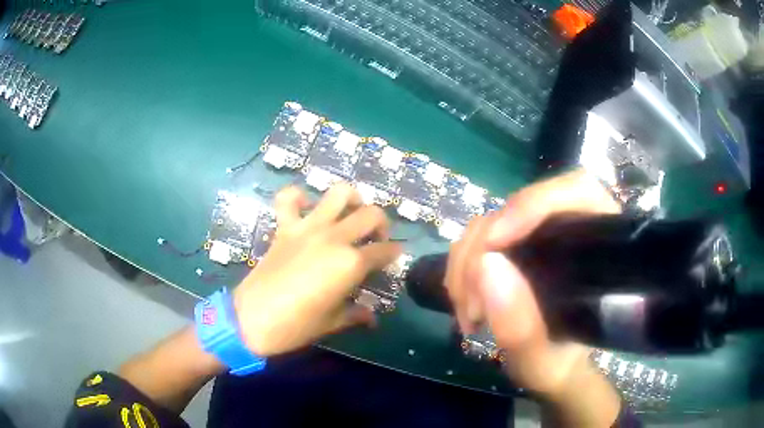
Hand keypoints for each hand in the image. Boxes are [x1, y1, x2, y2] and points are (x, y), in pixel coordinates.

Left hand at [233, 184, 401, 356]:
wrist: (252, 319)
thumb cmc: (296, 326)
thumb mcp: (332, 323)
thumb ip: (356, 314)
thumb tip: (372, 318)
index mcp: (350, 264)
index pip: (385, 251)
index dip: (394, 254)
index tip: (393, 258)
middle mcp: (334, 238)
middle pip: (371, 214)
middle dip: (381, 224)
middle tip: (375, 239)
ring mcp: (308, 228)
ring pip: (339, 193)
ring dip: (351, 199)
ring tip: (349, 214)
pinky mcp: (284, 227)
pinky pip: (289, 198)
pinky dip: (298, 197)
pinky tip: (305, 207)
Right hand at [446, 169, 620, 396]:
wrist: (550, 368)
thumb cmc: (559, 365)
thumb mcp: (542, 362)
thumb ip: (521, 327)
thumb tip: (486, 265)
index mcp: (600, 247)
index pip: (577, 192)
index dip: (533, 204)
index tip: (494, 245)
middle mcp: (570, 229)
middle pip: (520, 207)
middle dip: (482, 251)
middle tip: (471, 306)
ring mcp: (539, 235)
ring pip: (491, 222)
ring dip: (466, 264)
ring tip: (468, 314)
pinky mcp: (515, 246)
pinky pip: (477, 239)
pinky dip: (462, 268)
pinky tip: (464, 302)